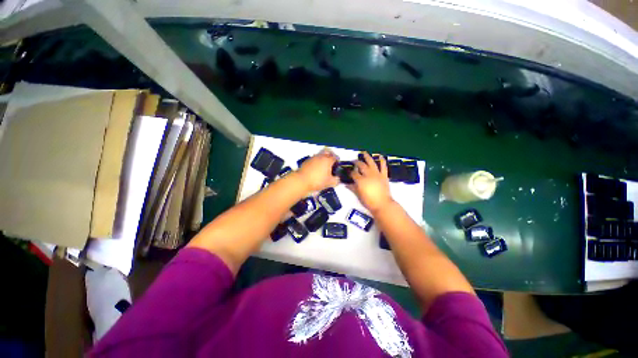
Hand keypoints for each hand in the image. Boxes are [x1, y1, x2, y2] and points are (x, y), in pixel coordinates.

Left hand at [296, 148, 339, 191]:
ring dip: (323, 158)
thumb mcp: (330, 183)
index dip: (337, 160)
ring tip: (324, 166)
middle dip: (331, 154)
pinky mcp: (306, 161)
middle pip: (327, 151)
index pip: (335, 157)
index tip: (337, 164)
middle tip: (332, 160)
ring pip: (320, 154)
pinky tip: (316, 169)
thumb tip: (337, 179)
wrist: (302, 181)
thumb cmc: (317, 181)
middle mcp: (320, 157)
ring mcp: (313, 158)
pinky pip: (313, 159)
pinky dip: (316, 162)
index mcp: (328, 160)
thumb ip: (336, 180)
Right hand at [350, 152, 393, 213]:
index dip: (350, 172)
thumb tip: (346, 184)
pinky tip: (380, 156)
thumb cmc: (369, 201)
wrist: (383, 204)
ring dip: (367, 157)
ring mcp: (377, 174)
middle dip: (357, 162)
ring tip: (364, 153)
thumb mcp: (358, 195)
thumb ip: (352, 188)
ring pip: (371, 163)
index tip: (348, 171)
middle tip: (354, 161)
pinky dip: (382, 161)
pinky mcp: (384, 175)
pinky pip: (383, 166)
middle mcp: (368, 175)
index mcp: (361, 180)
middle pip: (361, 166)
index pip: (354, 173)